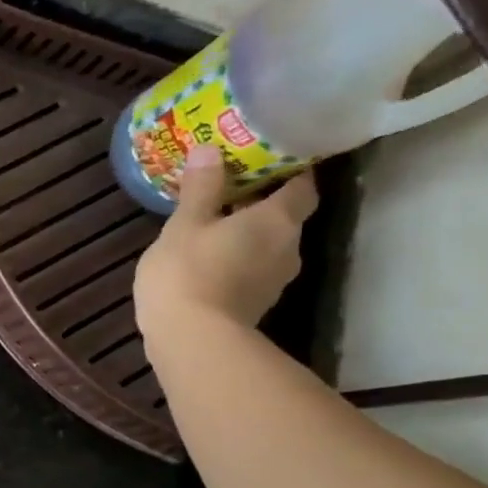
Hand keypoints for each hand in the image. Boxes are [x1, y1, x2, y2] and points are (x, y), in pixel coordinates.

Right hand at [134, 146, 316, 351]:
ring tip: (212, 228)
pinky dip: (235, 261)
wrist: (192, 339)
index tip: (268, 161)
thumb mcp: (184, 224)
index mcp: (276, 220)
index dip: (290, 171)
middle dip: (260, 205)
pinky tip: (206, 262)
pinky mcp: (255, 305)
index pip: (302, 187)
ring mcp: (274, 280)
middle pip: (284, 218)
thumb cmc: (188, 272)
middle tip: (228, 192)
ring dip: (246, 236)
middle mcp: (288, 247)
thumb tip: (210, 149)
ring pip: (267, 246)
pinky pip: (251, 271)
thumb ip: (200, 189)